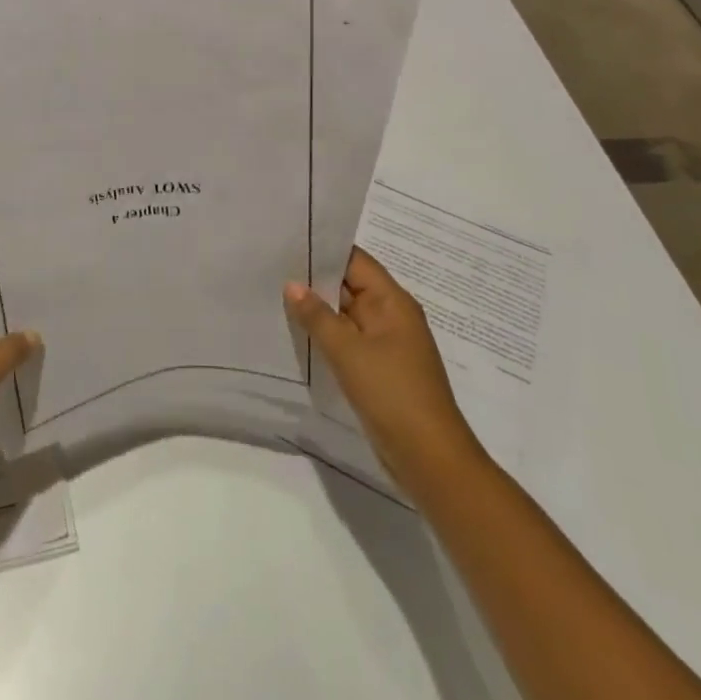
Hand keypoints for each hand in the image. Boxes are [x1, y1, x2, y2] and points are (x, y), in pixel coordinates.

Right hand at [285, 247, 482, 496]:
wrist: (429, 458)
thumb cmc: (392, 393)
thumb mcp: (348, 351)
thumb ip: (317, 316)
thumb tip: (292, 284)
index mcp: (393, 302)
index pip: (356, 261)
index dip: (324, 249)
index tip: (288, 241)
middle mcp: (391, 316)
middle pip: (350, 286)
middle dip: (314, 279)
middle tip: (271, 266)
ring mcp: (385, 344)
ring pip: (346, 315)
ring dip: (317, 309)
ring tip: (274, 295)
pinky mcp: (378, 369)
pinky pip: (347, 341)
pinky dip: (325, 335)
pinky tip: (296, 334)